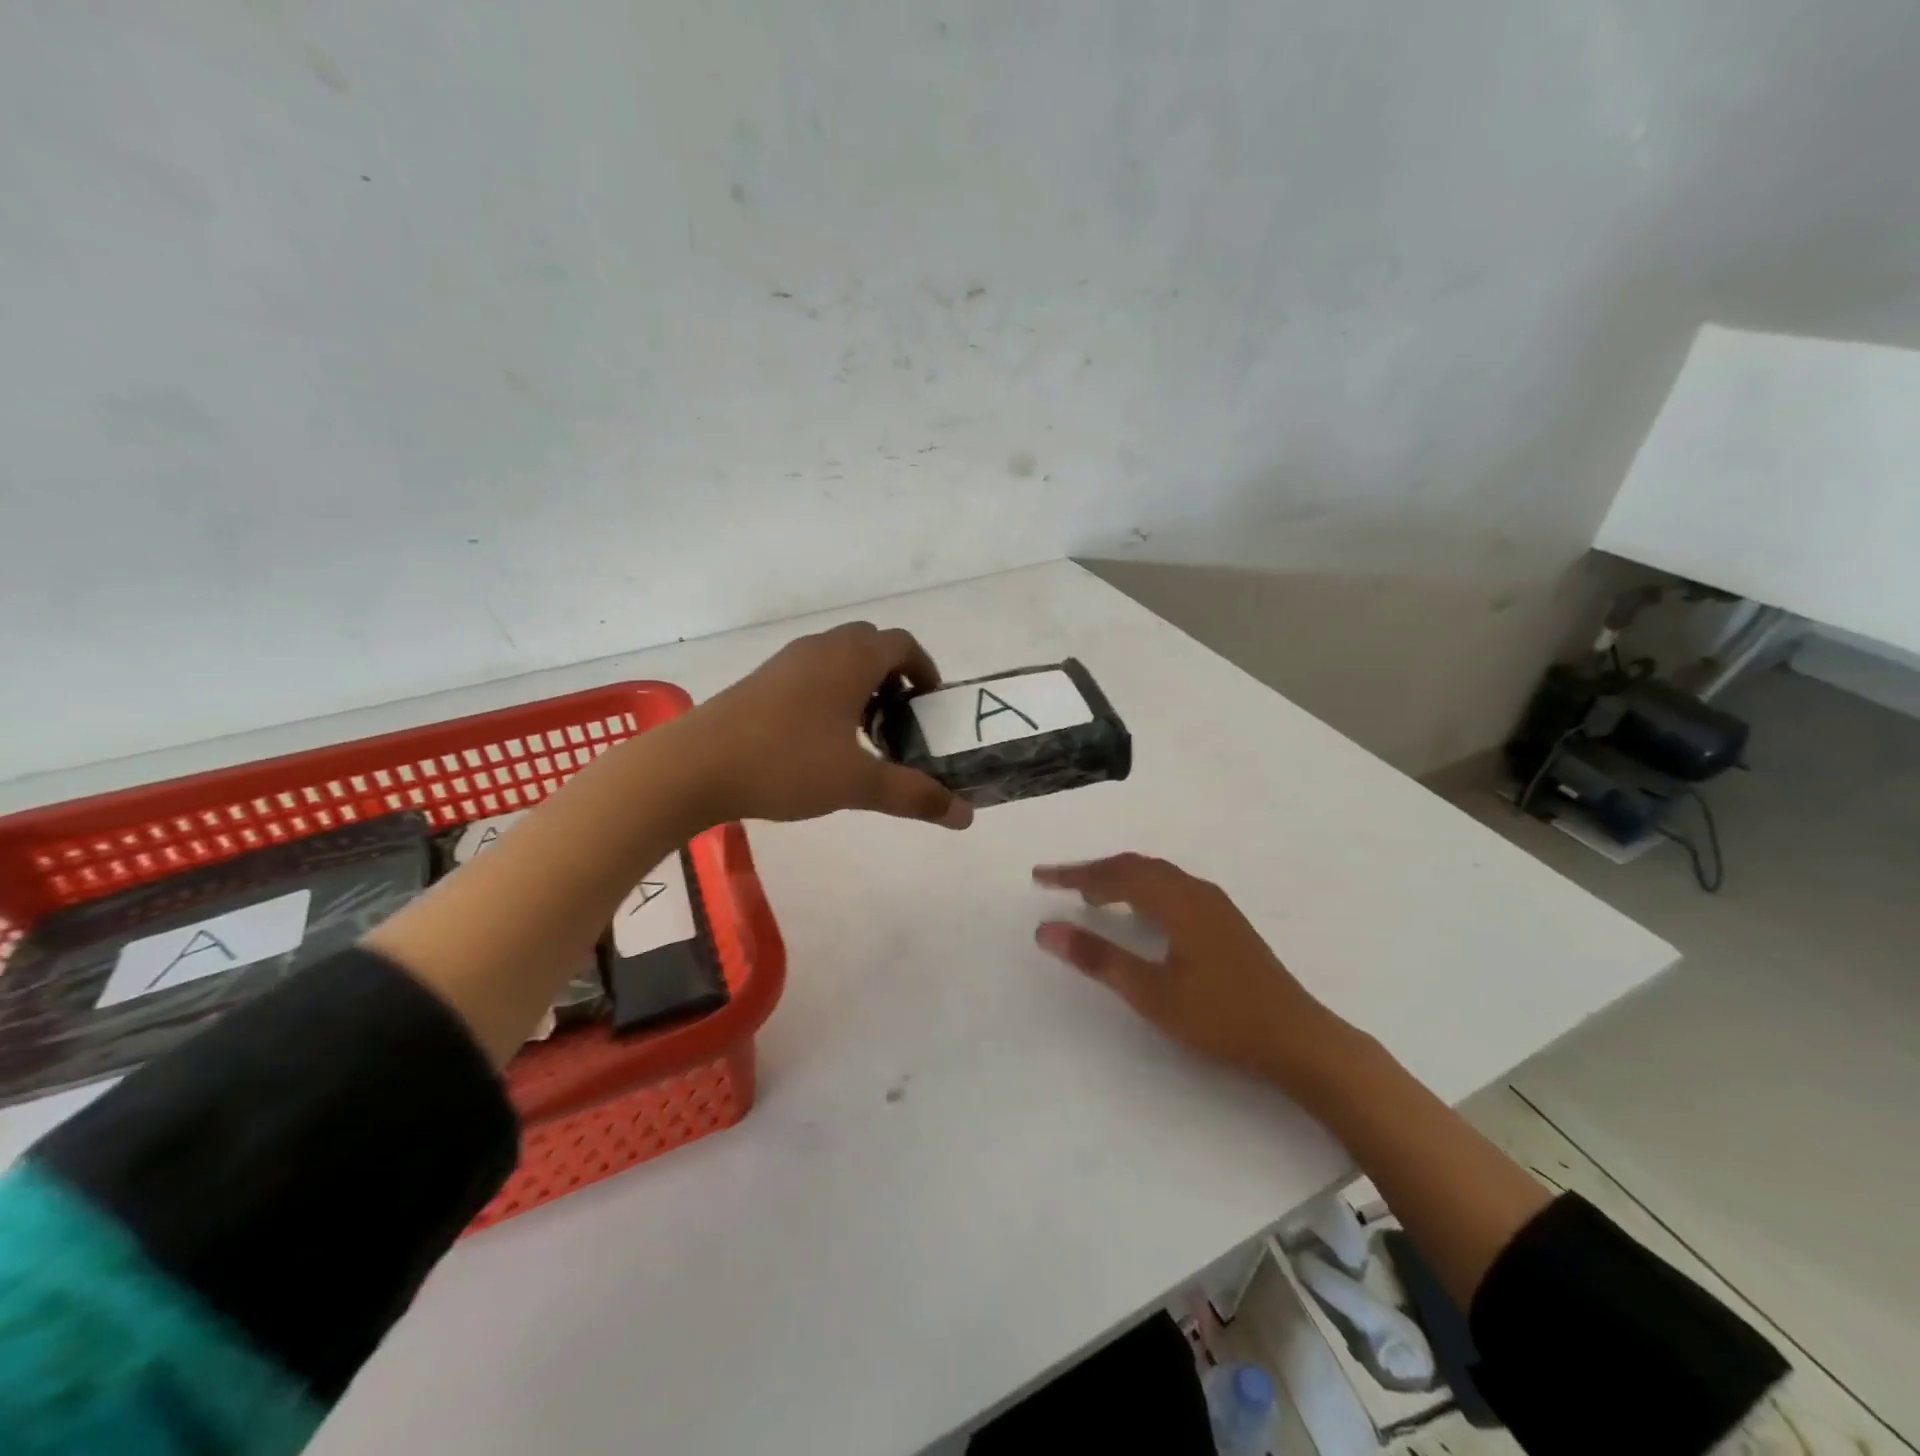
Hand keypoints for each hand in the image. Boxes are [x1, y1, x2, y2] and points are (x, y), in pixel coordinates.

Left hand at [683, 622, 973, 828]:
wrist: (693, 767)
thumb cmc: (785, 764)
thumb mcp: (857, 784)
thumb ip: (913, 795)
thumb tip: (965, 817)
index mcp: (851, 659)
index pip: (903, 644)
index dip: (925, 670)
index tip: (930, 707)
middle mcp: (820, 648)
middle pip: (871, 645)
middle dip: (894, 678)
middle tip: (900, 722)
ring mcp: (786, 661)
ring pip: (838, 659)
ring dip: (860, 686)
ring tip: (863, 735)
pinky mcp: (761, 681)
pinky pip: (810, 673)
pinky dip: (830, 693)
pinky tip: (820, 741)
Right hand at [1033, 854, 1353, 1094]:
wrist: (1298, 1039)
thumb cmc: (1221, 1016)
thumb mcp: (1152, 992)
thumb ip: (1098, 958)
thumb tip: (1046, 930)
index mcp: (1177, 901)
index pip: (1115, 874)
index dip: (1074, 874)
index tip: (1040, 877)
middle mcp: (1196, 892)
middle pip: (1137, 866)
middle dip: (1095, 871)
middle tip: (1060, 884)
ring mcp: (1215, 906)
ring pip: (1157, 876)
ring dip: (1121, 879)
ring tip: (1092, 896)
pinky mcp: (1225, 922)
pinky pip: (1172, 888)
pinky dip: (1143, 890)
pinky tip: (1140, 914)